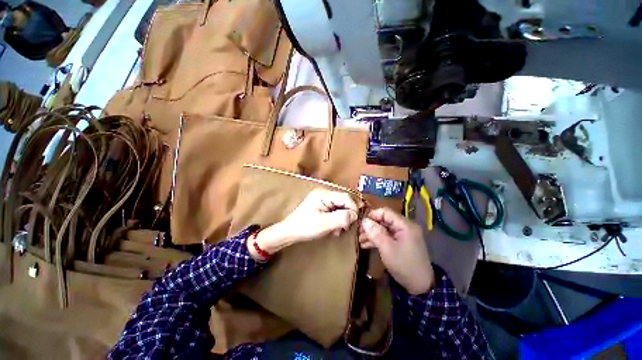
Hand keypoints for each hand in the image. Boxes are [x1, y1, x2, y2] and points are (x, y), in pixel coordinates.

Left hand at [248, 188, 358, 260]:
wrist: (290, 233)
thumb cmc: (305, 227)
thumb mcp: (324, 224)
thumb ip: (341, 218)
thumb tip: (355, 215)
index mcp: (324, 194)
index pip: (346, 197)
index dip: (353, 208)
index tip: (354, 222)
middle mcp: (324, 194)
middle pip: (344, 202)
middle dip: (346, 215)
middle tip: (344, 228)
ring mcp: (323, 200)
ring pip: (341, 207)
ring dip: (342, 219)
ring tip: (337, 230)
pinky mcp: (322, 206)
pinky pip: (335, 211)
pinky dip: (337, 220)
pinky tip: (333, 229)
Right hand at [359, 208, 434, 294]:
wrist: (420, 286)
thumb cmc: (403, 265)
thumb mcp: (387, 248)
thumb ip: (375, 232)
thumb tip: (364, 220)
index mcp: (405, 225)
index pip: (385, 212)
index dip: (372, 215)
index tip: (361, 223)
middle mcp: (405, 227)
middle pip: (384, 220)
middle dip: (370, 226)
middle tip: (358, 233)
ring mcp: (403, 235)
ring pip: (384, 229)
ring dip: (372, 233)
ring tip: (360, 240)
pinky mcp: (401, 243)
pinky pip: (387, 236)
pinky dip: (377, 239)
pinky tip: (366, 245)